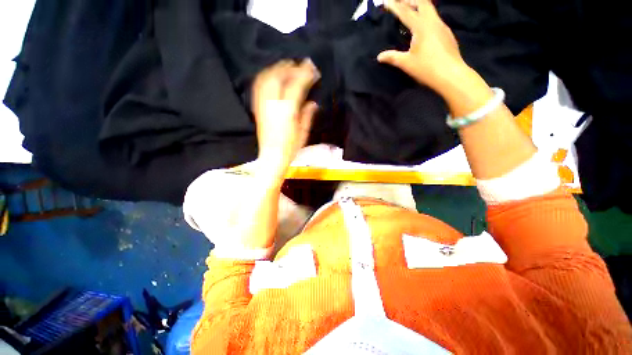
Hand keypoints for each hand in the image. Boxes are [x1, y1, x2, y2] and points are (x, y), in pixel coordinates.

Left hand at [252, 59, 319, 174]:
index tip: (312, 68)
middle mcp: (273, 103)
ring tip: (287, 66)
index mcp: (287, 110)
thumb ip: (307, 114)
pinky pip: (259, 86)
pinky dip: (266, 76)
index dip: (305, 74)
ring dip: (277, 68)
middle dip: (291, 67)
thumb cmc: (290, 147)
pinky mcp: (257, 108)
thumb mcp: (303, 132)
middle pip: (279, 76)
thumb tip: (312, 102)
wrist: (272, 156)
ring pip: (267, 78)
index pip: (296, 84)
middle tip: (300, 64)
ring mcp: (263, 104)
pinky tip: (272, 75)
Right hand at [377, 0, 468, 95]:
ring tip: (410, 9)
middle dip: (409, 0)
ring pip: (430, 9)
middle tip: (399, 1)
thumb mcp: (406, 63)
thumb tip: (379, 56)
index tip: (386, 1)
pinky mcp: (446, 33)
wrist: (451, 75)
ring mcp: (442, 26)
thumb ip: (392, 57)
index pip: (405, 12)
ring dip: (419, 6)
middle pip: (422, 2)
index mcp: (422, 26)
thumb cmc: (427, 68)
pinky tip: (422, 25)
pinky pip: (435, 18)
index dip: (394, 6)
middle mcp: (433, 21)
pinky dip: (426, 16)